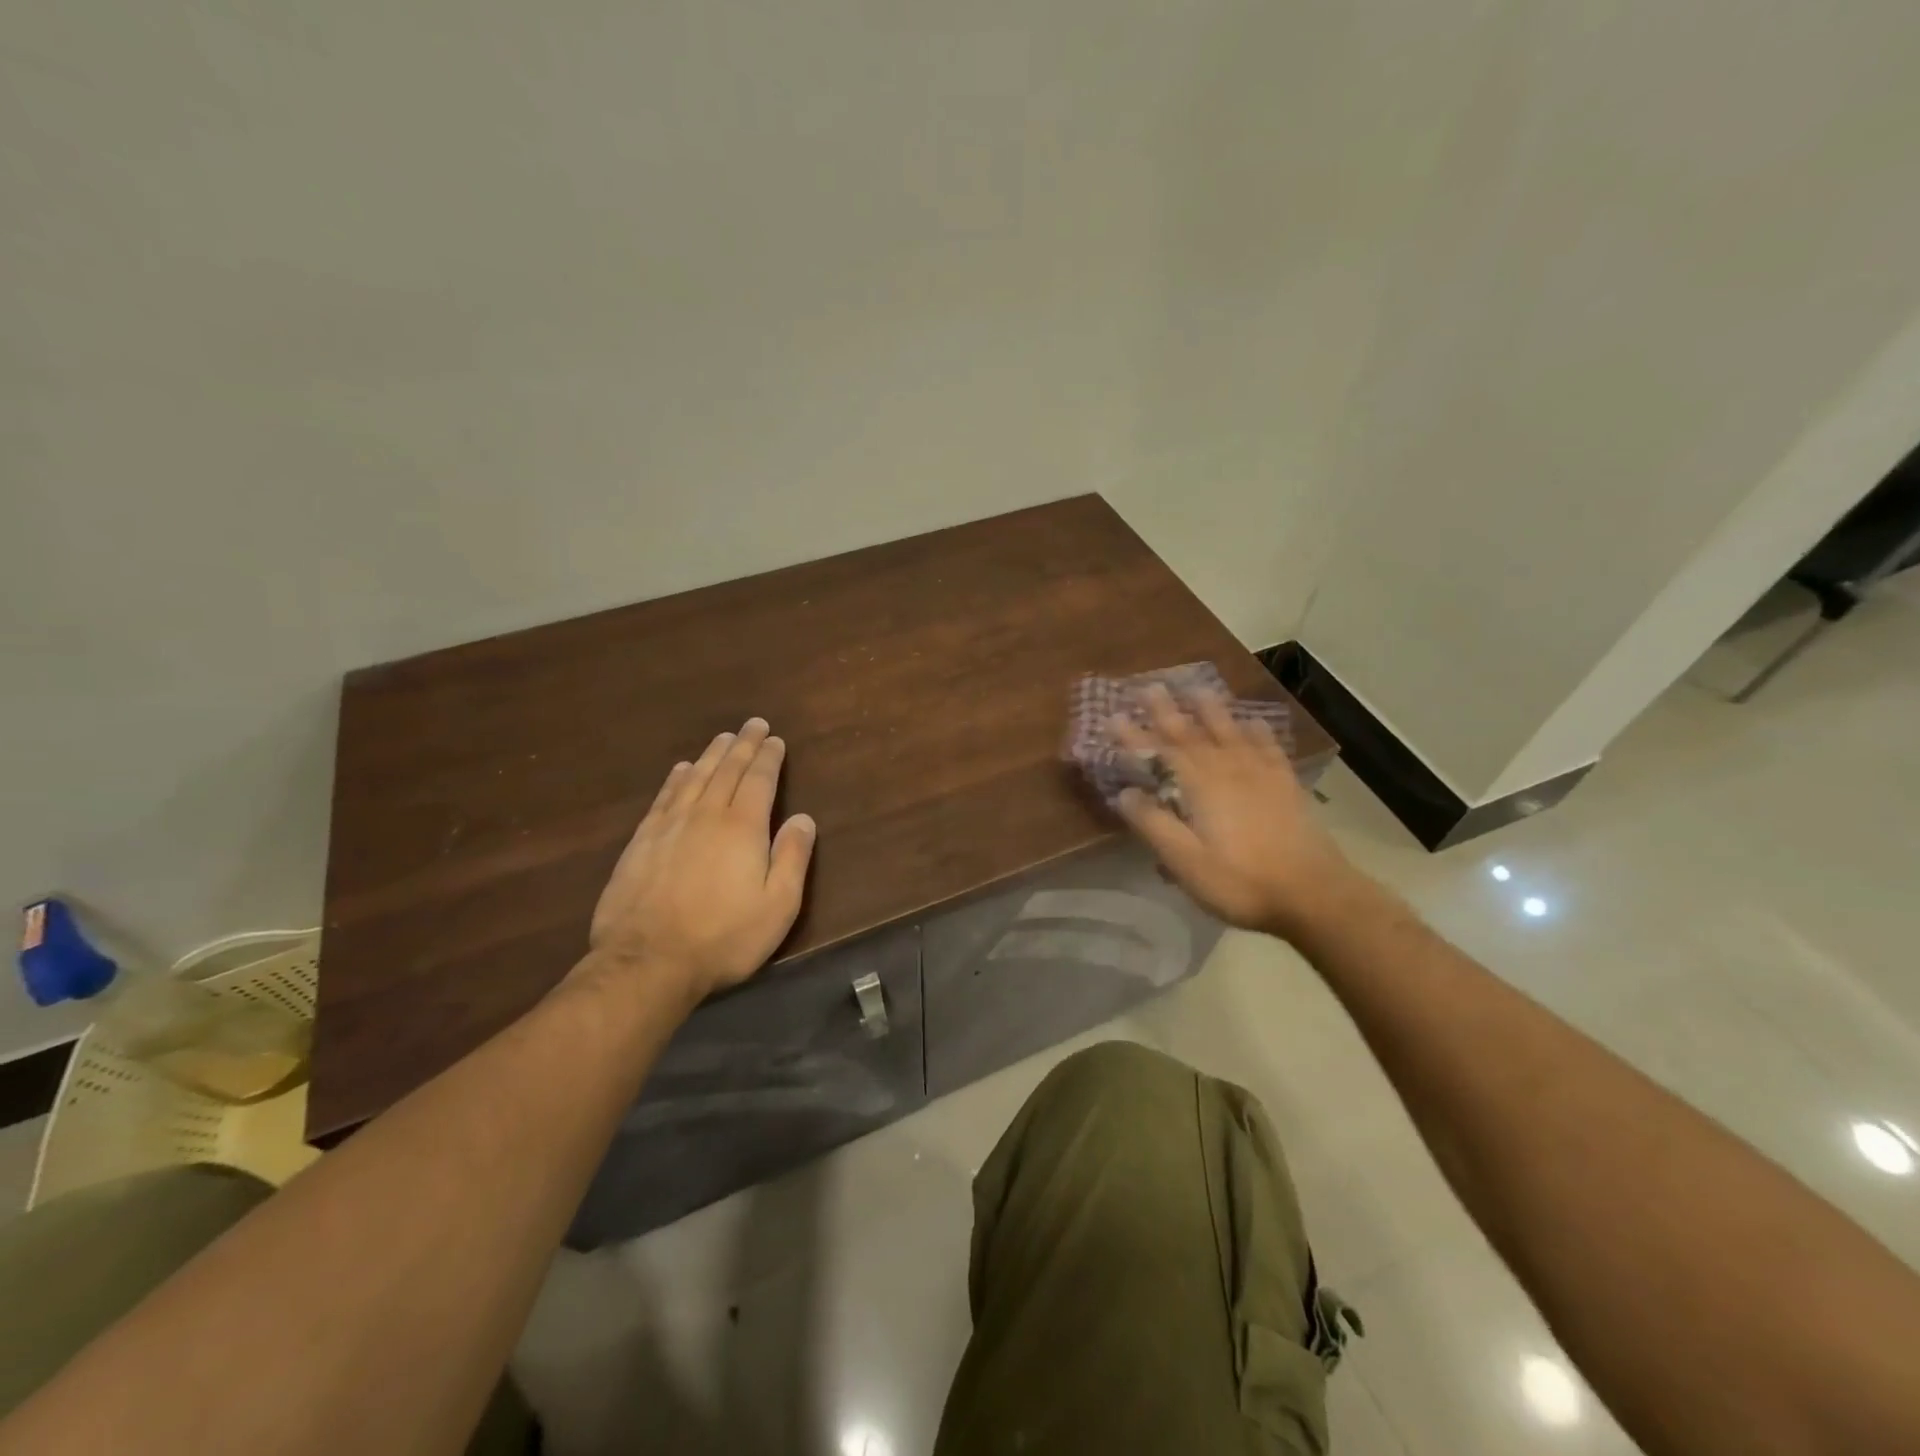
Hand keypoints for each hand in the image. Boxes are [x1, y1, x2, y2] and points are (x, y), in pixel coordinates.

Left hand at [588, 718, 816, 1004]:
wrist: (647, 961)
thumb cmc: (724, 937)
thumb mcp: (778, 905)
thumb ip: (793, 858)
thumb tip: (803, 818)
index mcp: (743, 827)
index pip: (760, 780)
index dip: (769, 758)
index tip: (775, 740)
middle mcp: (707, 815)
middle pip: (728, 770)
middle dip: (743, 745)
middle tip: (753, 725)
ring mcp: (670, 826)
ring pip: (695, 777)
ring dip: (712, 755)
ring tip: (723, 738)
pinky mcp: (642, 842)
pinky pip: (664, 797)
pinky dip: (676, 778)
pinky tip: (681, 770)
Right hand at [1112, 687, 1356, 938]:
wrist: (1313, 893)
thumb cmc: (1239, 881)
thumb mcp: (1185, 861)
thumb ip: (1153, 824)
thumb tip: (1125, 792)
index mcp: (1199, 786)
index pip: (1159, 752)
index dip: (1134, 735)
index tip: (1113, 716)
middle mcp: (1227, 769)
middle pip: (1192, 733)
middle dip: (1167, 711)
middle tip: (1150, 686)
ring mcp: (1260, 774)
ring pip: (1230, 732)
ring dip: (1211, 710)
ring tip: (1198, 689)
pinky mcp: (1285, 785)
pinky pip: (1268, 747)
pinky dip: (1258, 731)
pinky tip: (1254, 722)